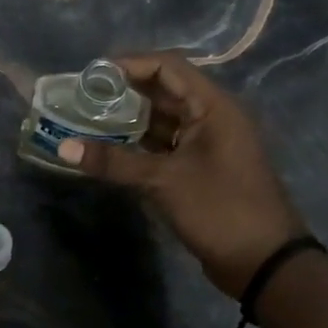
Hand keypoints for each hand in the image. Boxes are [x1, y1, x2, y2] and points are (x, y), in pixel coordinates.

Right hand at [59, 52, 308, 299]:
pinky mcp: (199, 169)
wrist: (264, 263)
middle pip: (162, 91)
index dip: (128, 64)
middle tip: (80, 98)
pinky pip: (163, 145)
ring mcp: (206, 144)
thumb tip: (63, 147)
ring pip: (161, 120)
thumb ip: (113, 162)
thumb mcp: (164, 182)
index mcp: (213, 106)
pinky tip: (107, 150)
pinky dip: (137, 145)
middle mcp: (211, 117)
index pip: (167, 67)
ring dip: (127, 120)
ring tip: (85, 121)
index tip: (90, 75)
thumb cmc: (220, 210)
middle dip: (122, 93)